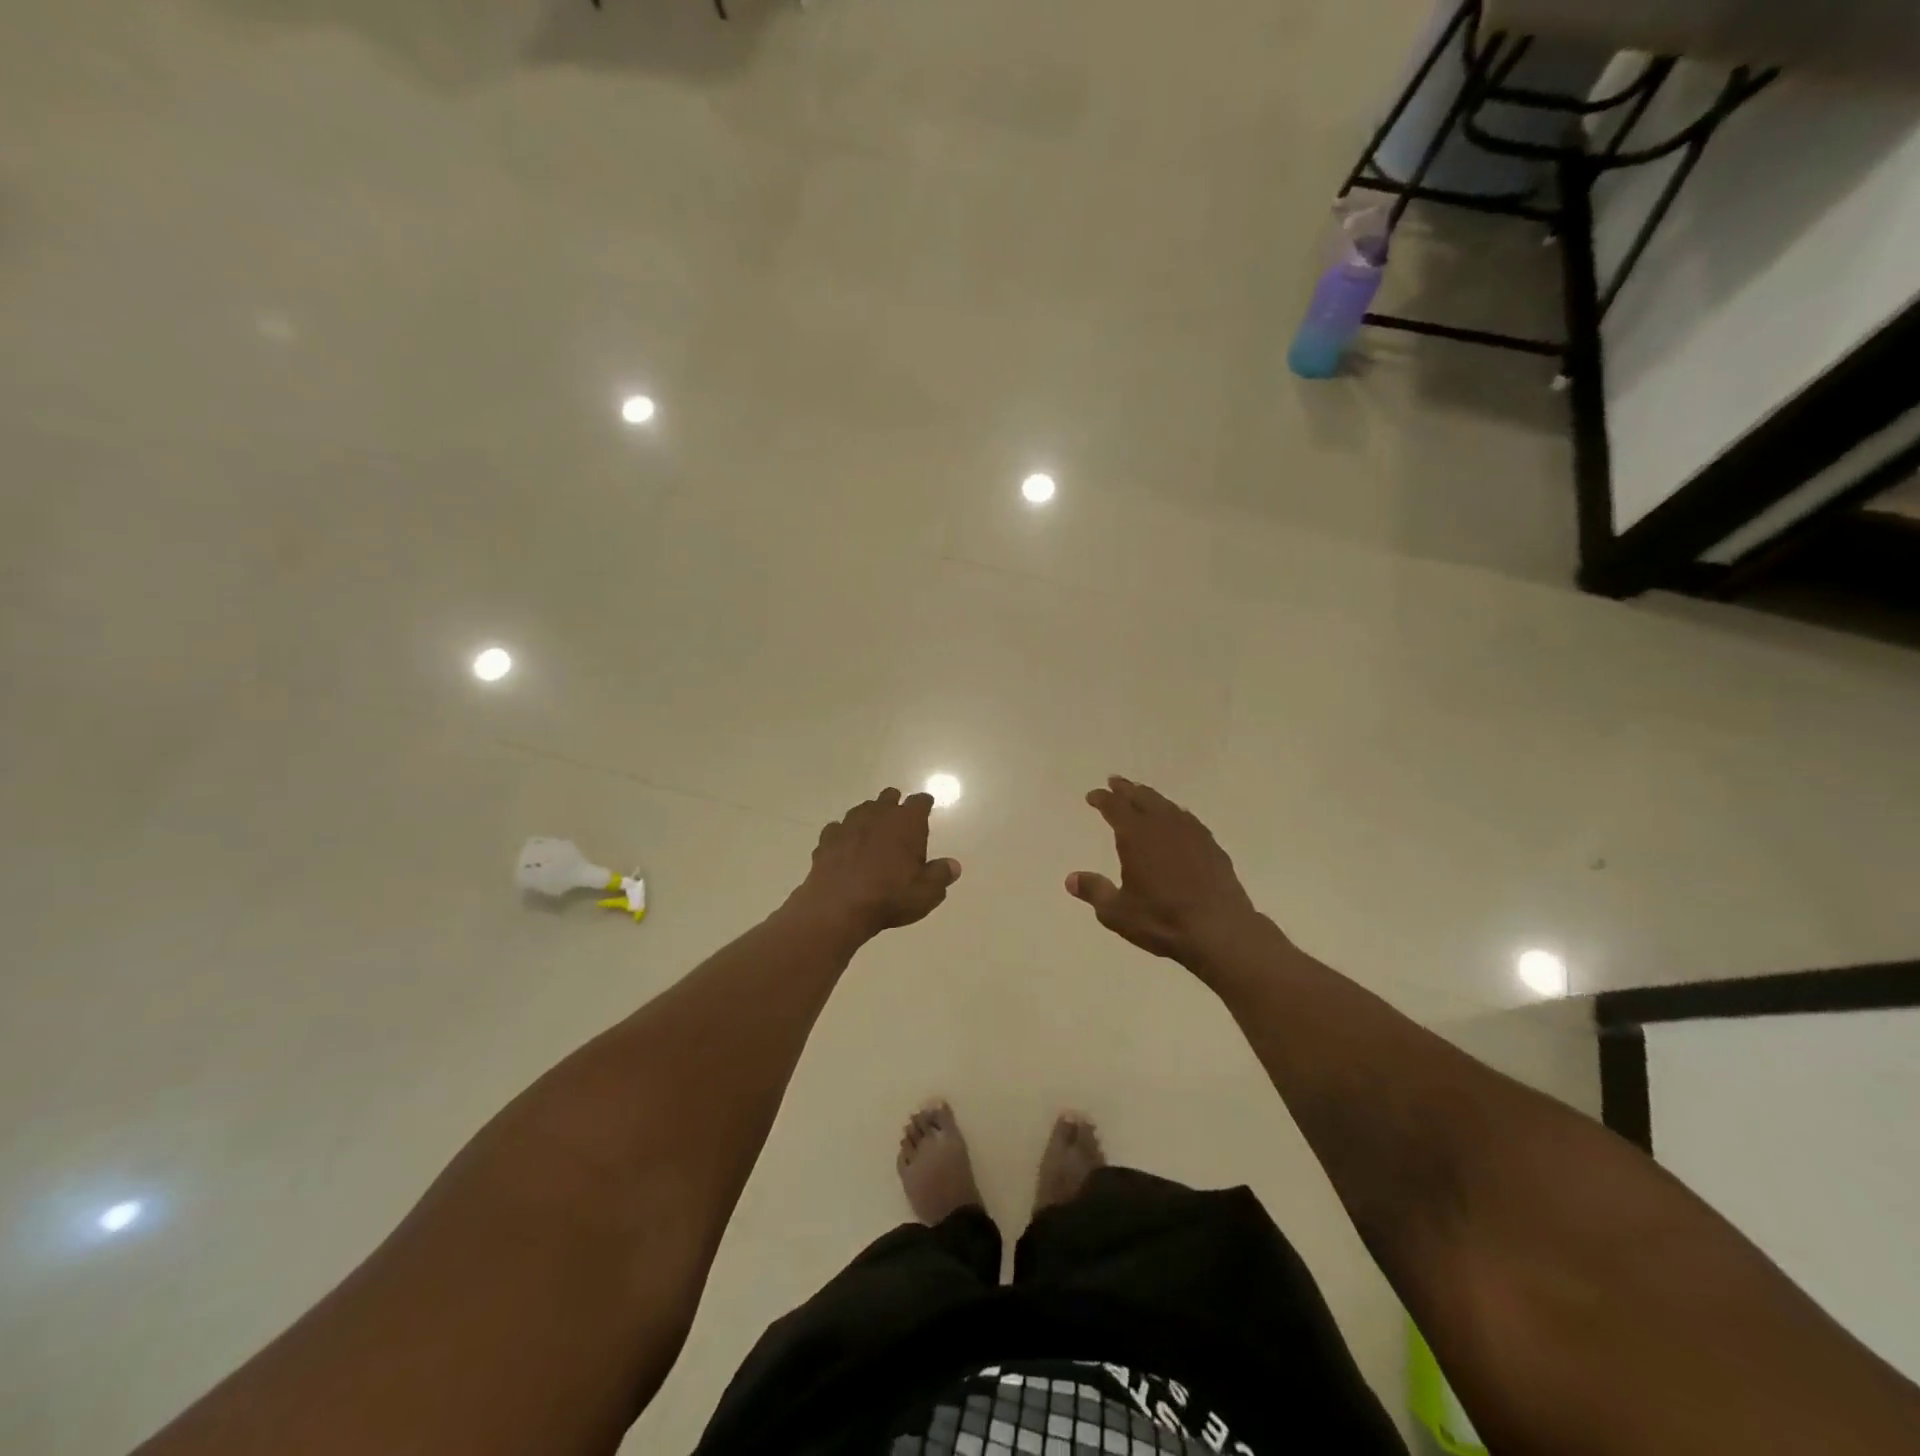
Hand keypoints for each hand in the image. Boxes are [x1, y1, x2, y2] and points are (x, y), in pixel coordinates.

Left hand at [793, 788, 961, 940]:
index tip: (926, 808)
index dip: (924, 804)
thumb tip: (953, 866)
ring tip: (872, 835)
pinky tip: (845, 848)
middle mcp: (878, 814)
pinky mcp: (827, 838)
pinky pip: (837, 829)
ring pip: (862, 809)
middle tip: (899, 823)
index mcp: (907, 822)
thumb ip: (941, 875)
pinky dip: (844, 835)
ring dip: (869, 818)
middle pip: (889, 796)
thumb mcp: (926, 892)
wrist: (838, 906)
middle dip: (895, 805)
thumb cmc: (890, 897)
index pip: (920, 801)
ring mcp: (849, 824)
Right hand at [1067, 776, 1260, 965]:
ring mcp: (1191, 833)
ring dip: (1151, 797)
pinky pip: (1187, 819)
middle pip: (1141, 798)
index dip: (1102, 799)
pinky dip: (1174, 814)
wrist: (1220, 930)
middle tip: (1115, 782)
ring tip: (1143, 795)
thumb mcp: (1117, 912)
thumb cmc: (1162, 920)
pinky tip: (1177, 820)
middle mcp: (1163, 825)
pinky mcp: (1211, 846)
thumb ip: (1094, 891)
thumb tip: (1071, 879)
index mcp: (1136, 835)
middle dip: (1125, 789)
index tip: (1092, 795)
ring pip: (1166, 805)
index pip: (1114, 807)